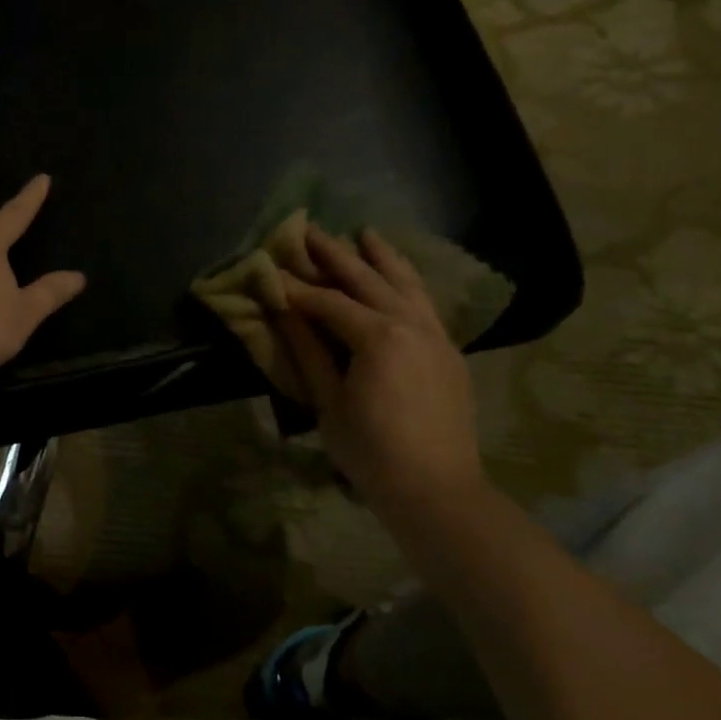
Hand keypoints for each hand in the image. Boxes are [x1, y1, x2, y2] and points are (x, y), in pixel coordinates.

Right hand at [276, 225, 484, 518]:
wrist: (436, 489)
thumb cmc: (371, 451)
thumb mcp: (329, 402)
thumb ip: (308, 351)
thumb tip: (283, 311)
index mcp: (379, 337)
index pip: (329, 302)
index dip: (297, 287)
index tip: (271, 270)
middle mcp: (411, 324)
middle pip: (369, 280)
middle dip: (337, 254)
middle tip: (311, 230)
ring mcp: (436, 335)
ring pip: (407, 284)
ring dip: (383, 257)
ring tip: (365, 233)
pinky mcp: (449, 350)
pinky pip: (426, 303)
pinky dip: (409, 282)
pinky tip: (399, 276)